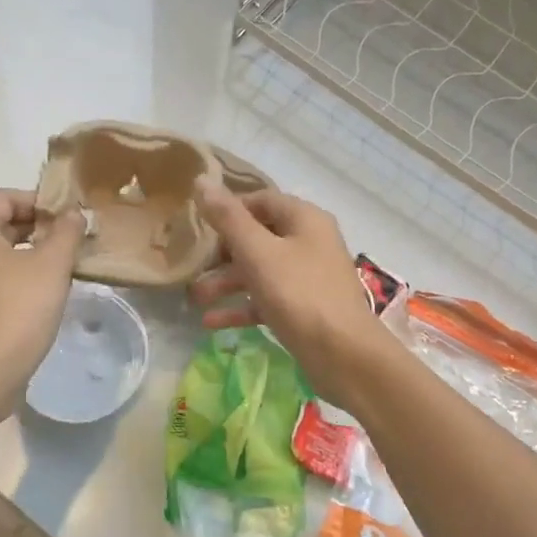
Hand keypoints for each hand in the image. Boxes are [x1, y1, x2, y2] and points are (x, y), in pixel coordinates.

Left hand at [0, 189, 85, 402]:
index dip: (41, 202)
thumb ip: (66, 232)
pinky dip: (20, 274)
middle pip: (1, 222)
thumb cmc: (17, 309)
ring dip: (32, 252)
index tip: (71, 218)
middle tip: (74, 240)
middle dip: (39, 227)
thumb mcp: (51, 265)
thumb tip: (74, 214)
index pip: (6, 197)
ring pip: (0, 251)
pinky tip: (46, 290)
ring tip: (66, 264)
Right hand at [189, 178, 388, 406]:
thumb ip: (228, 218)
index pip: (261, 200)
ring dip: (227, 282)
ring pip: (261, 271)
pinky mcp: (305, 309)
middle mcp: (310, 243)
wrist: (344, 354)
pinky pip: (268, 300)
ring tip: (195, 298)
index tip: (198, 225)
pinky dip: (242, 307)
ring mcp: (309, 277)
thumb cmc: (299, 294)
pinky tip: (211, 322)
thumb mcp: (258, 252)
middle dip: (222, 252)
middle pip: (259, 237)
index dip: (229, 209)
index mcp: (305, 220)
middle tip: (193, 265)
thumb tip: (202, 181)